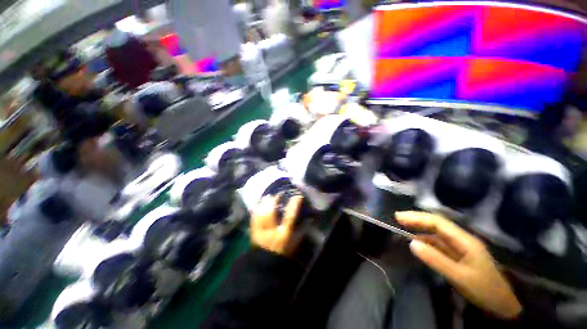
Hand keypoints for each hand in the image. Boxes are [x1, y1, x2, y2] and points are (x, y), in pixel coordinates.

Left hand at [251, 195, 303, 255]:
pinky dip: (256, 209)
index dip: (294, 205)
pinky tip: (258, 204)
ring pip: (261, 213)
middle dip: (274, 200)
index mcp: (283, 235)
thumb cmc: (283, 255)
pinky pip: (253, 218)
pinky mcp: (253, 233)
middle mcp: (271, 231)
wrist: (265, 266)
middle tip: (278, 194)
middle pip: (271, 212)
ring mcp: (261, 232)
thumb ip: (300, 233)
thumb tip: (307, 220)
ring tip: (268, 196)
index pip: (289, 217)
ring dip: (264, 203)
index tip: (298, 196)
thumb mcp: (295, 245)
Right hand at [396, 211, 521, 319]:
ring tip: (403, 226)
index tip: (399, 217)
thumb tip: (412, 243)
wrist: (503, 304)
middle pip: (436, 223)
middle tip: (397, 218)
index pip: (437, 222)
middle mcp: (461, 239)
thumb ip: (436, 259)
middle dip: (416, 218)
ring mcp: (460, 246)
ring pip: (436, 231)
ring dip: (420, 227)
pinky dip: (425, 238)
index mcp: (464, 240)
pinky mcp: (457, 254)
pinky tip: (417, 241)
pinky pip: (438, 242)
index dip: (417, 217)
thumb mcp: (460, 277)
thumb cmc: (484, 289)